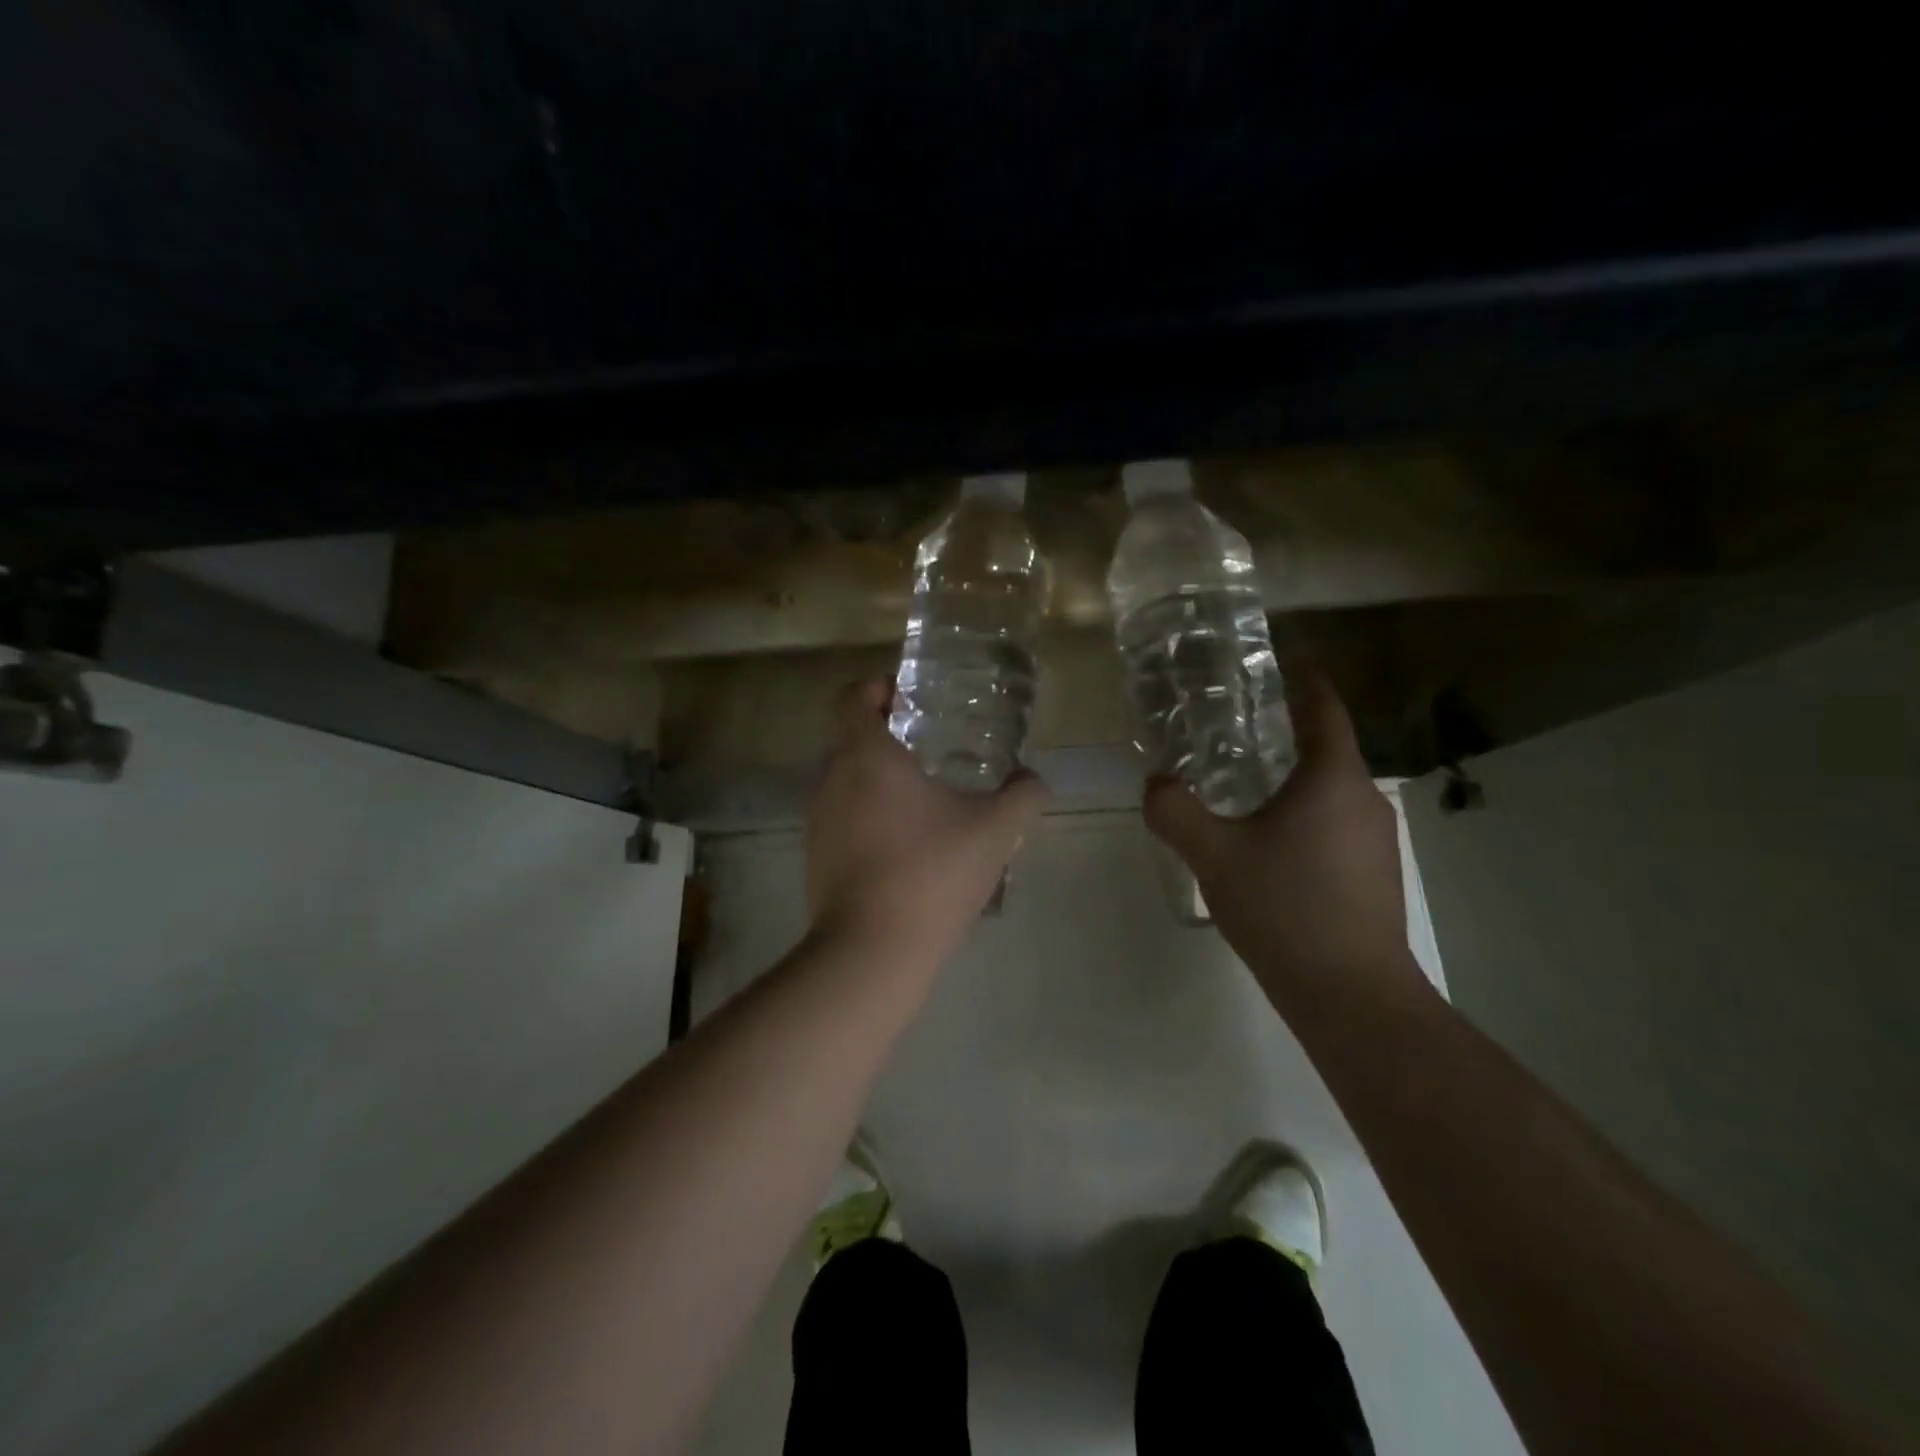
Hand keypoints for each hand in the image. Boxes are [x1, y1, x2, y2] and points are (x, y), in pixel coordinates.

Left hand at [806, 682, 1048, 965]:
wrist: (872, 950)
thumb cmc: (931, 872)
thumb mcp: (995, 830)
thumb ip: (1022, 796)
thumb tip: (1036, 780)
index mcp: (866, 756)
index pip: (853, 698)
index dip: (877, 688)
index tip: (907, 698)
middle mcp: (831, 779)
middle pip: (850, 740)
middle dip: (886, 738)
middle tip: (929, 748)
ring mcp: (818, 821)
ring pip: (846, 782)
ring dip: (877, 781)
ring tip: (923, 800)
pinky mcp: (816, 858)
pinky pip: (842, 819)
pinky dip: (868, 817)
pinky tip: (905, 845)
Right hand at [1143, 668, 1431, 1014]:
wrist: (1352, 995)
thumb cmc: (1286, 908)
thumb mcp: (1215, 855)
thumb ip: (1175, 811)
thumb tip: (1155, 782)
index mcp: (1333, 779)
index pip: (1324, 709)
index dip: (1303, 682)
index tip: (1278, 665)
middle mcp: (1365, 800)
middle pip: (1326, 750)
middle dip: (1283, 737)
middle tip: (1231, 734)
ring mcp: (1377, 841)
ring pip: (1329, 792)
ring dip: (1291, 783)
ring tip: (1241, 790)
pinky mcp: (1375, 875)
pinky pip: (1335, 826)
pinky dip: (1303, 818)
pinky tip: (1268, 847)